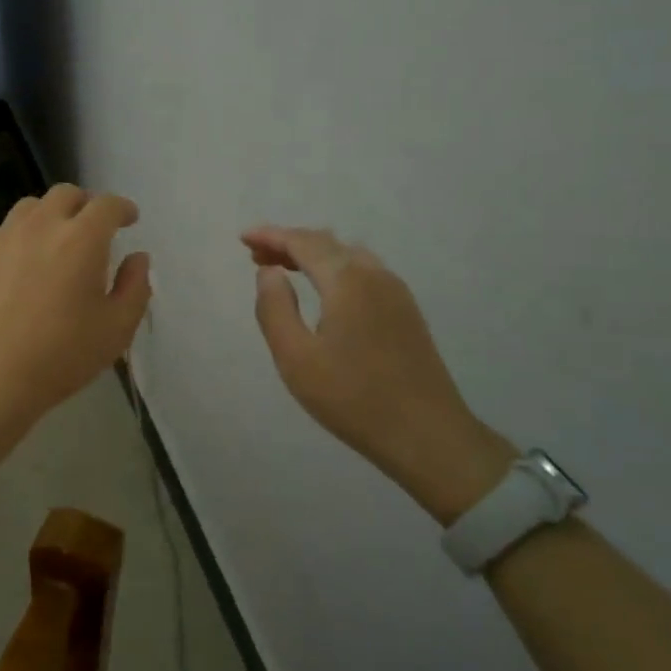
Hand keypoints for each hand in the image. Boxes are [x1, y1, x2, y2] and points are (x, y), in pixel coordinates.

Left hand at [0, 185, 150, 454]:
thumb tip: (137, 258)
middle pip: (66, 195)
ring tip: (53, 241)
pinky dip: (14, 236)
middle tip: (92, 228)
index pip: (107, 205)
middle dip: (85, 205)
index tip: (129, 219)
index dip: (122, 209)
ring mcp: (3, 237)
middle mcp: (42, 225)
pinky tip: (16, 260)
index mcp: (82, 239)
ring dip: (48, 216)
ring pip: (29, 207)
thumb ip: (135, 287)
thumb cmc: (61, 357)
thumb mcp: (116, 330)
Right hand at [244, 225, 513, 523]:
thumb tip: (269, 272)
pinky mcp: (406, 310)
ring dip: (313, 255)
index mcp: (347, 280)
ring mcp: (396, 291)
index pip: (303, 242)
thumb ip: (275, 309)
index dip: (271, 236)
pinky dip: (335, 268)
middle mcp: (374, 274)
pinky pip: (363, 272)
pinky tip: (324, 290)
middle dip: (289, 243)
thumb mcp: (296, 358)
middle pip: (326, 243)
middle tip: (256, 255)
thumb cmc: (353, 398)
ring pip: (347, 255)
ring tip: (284, 269)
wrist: (428, 434)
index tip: (243, 238)